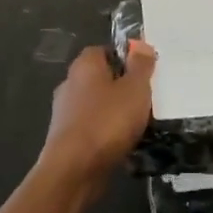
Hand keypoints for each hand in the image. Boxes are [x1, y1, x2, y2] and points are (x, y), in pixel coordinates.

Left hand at [40, 42, 155, 181]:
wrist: (74, 169)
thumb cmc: (107, 121)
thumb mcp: (135, 89)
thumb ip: (141, 66)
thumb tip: (141, 44)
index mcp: (84, 66)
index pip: (104, 50)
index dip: (125, 58)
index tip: (145, 71)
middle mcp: (70, 84)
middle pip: (100, 78)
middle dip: (122, 87)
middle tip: (147, 98)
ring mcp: (65, 112)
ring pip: (97, 105)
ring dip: (115, 112)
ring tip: (141, 123)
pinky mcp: (66, 138)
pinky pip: (93, 127)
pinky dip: (107, 133)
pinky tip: (124, 143)